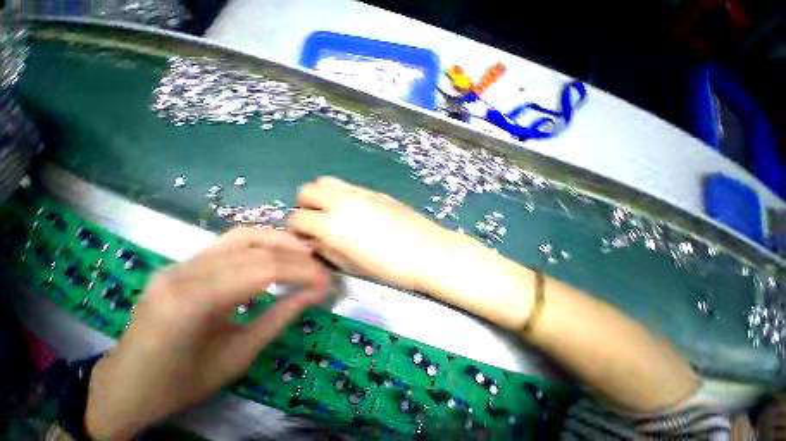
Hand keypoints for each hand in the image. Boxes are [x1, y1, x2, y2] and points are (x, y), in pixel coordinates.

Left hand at [85, 228, 329, 439]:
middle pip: (256, 249)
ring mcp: (181, 263)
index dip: (302, 272)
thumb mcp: (239, 355)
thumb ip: (281, 317)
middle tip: (321, 268)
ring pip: (243, 236)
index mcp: (192, 302)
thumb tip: (316, 293)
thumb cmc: (181, 383)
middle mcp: (184, 272)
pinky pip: (230, 243)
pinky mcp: (183, 262)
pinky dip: (262, 243)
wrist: (126, 385)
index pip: (264, 270)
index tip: (326, 281)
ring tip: (305, 252)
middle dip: (297, 257)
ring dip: (281, 241)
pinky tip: (277, 252)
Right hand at [289, 177, 533, 329]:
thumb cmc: (390, 267)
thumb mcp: (352, 266)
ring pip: (327, 181)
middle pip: (308, 190)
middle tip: (315, 221)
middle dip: (304, 205)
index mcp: (333, 224)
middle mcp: (342, 202)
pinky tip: (355, 211)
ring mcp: (361, 193)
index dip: (295, 229)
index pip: (297, 218)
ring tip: (332, 212)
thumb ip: (328, 250)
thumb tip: (316, 241)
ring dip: (321, 195)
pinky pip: (349, 187)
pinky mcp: (376, 192)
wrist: (427, 251)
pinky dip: (342, 195)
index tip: (304, 238)